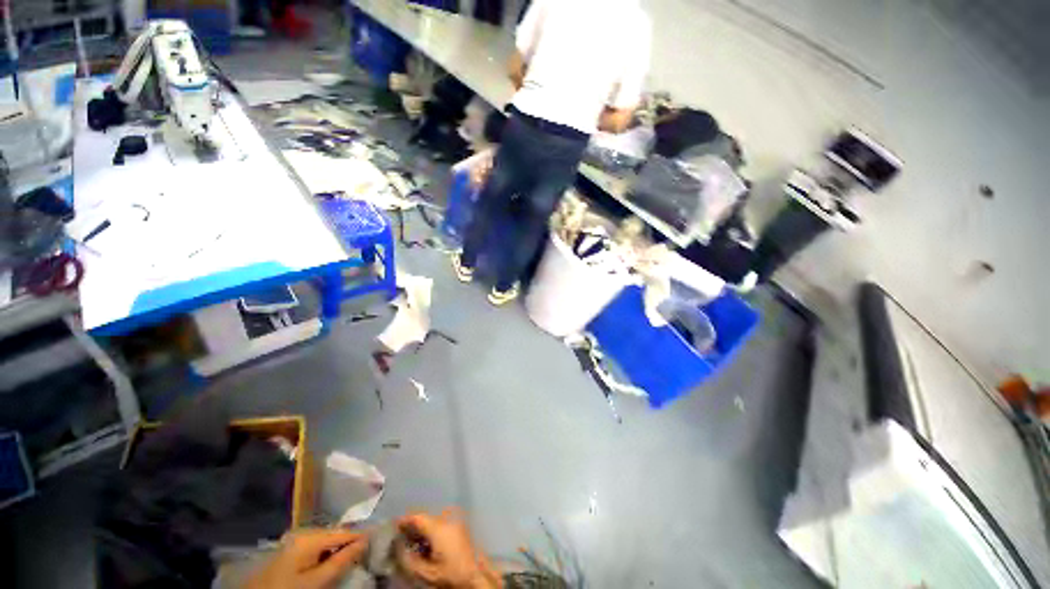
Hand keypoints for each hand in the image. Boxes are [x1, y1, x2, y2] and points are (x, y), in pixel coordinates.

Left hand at [245, 529, 367, 588]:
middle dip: (349, 543)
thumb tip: (366, 539)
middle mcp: (304, 533)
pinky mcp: (289, 553)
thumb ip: (341, 560)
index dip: (362, 536)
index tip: (378, 540)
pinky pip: (315, 548)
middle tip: (366, 552)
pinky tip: (330, 563)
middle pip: (335, 535)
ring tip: (351, 558)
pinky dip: (326, 554)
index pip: (345, 531)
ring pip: (325, 542)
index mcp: (310, 536)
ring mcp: (295, 542)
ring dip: (338, 549)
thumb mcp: (316, 581)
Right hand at [396, 509, 501, 588]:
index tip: (393, 527)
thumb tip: (397, 547)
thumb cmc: (450, 574)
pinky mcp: (460, 529)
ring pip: (433, 521)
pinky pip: (441, 525)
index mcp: (439, 527)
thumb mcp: (426, 572)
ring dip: (421, 529)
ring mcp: (455, 523)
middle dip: (412, 526)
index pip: (418, 517)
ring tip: (410, 543)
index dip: (404, 521)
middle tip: (400, 537)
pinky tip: (426, 545)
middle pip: (425, 518)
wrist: (475, 576)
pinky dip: (431, 531)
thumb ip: (408, 560)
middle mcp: (448, 520)